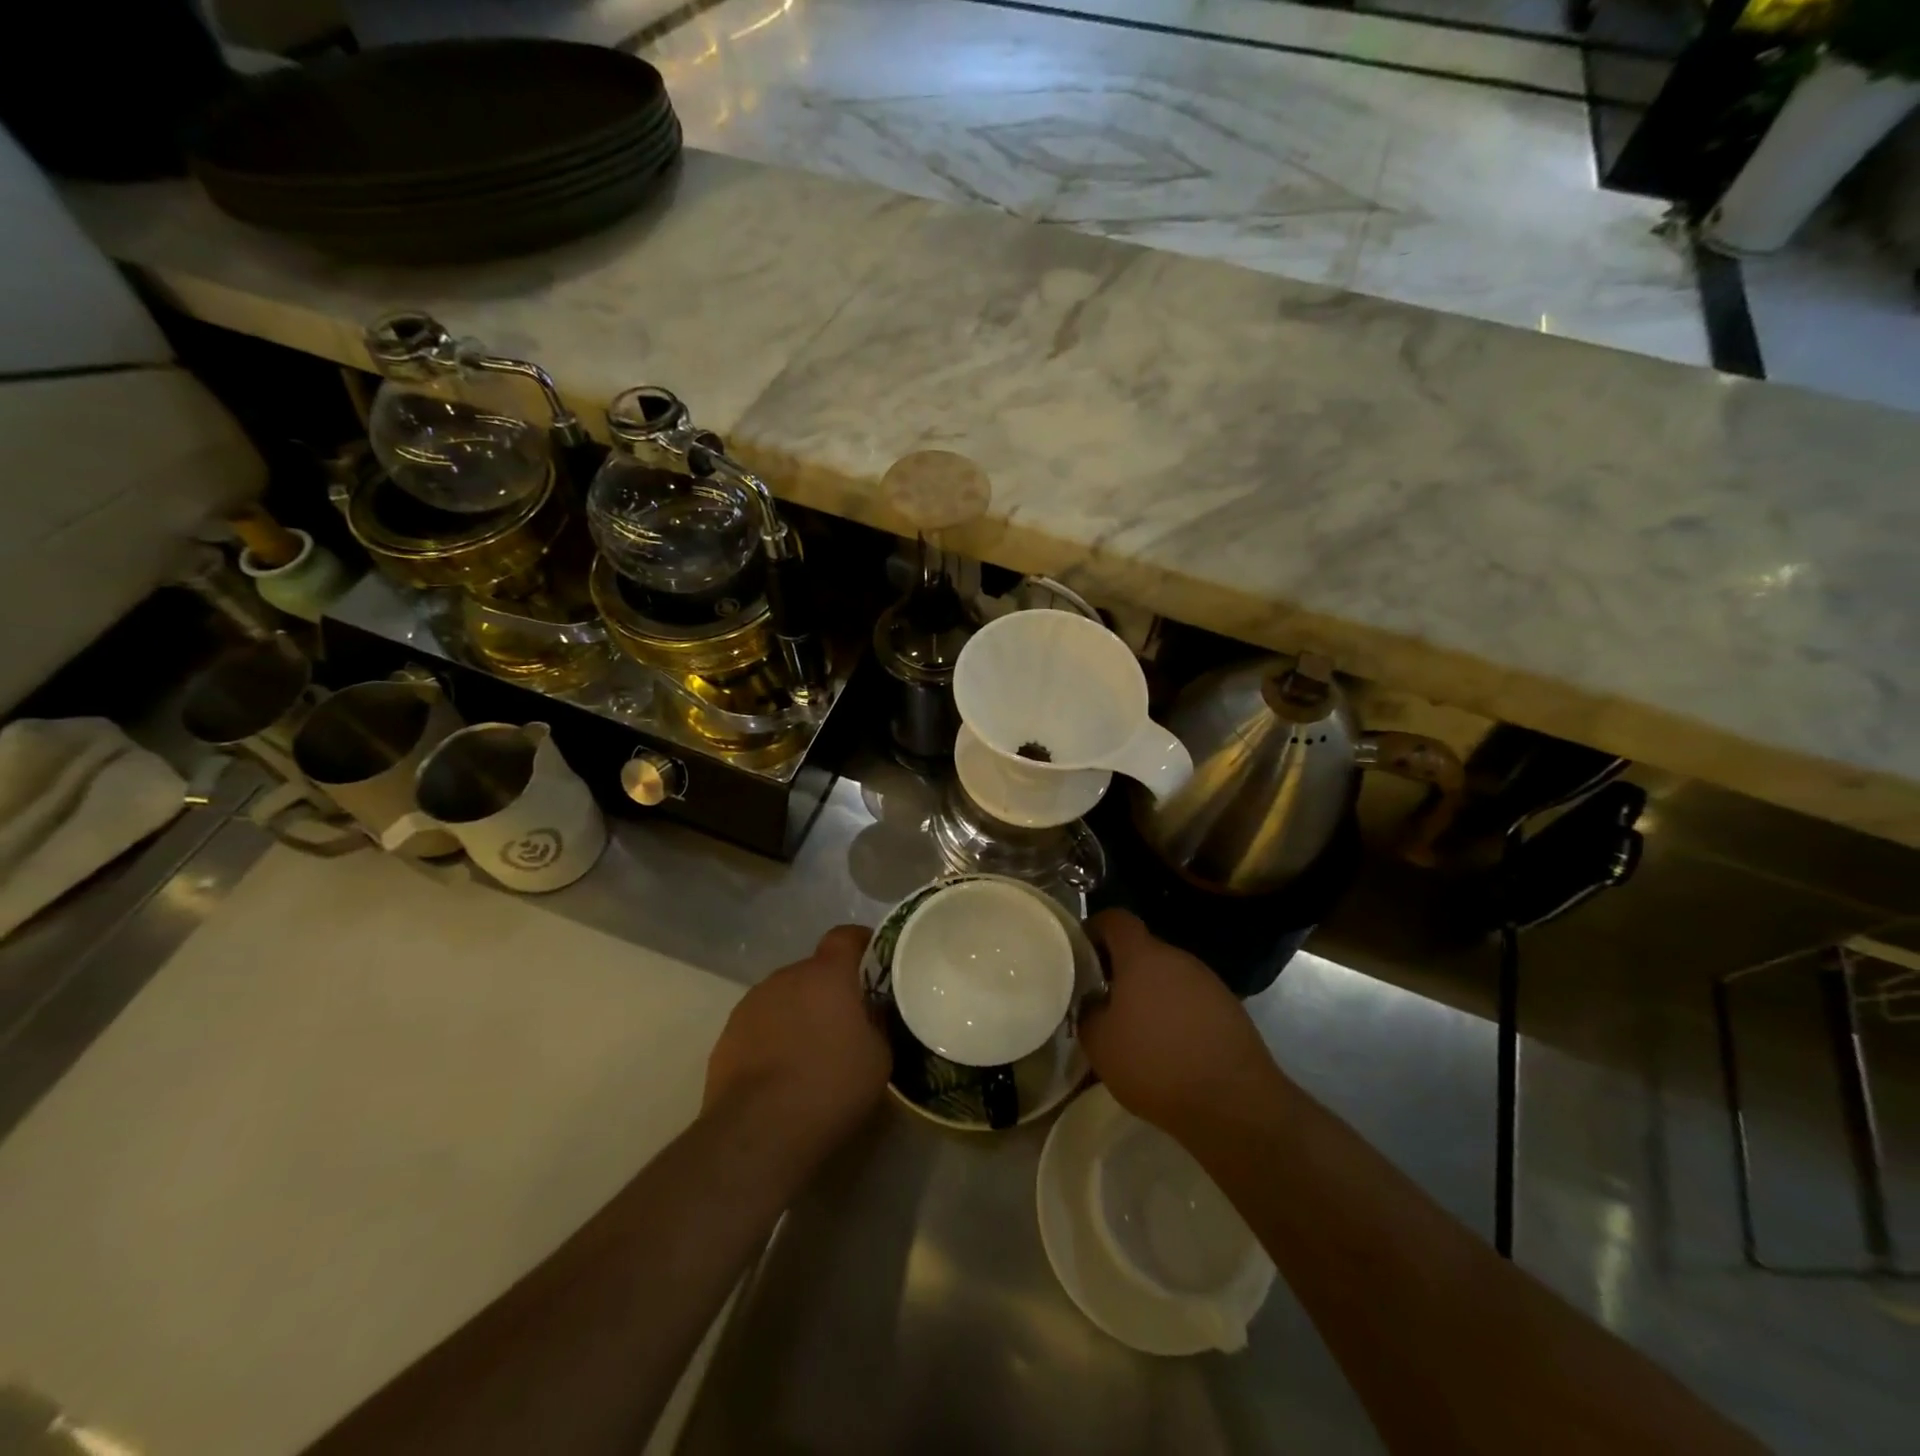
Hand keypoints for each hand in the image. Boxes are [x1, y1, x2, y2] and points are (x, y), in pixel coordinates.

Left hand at [704, 925, 888, 1149]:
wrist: (758, 1131)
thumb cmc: (830, 1086)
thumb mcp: (879, 1057)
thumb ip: (877, 1024)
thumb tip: (871, 1013)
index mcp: (827, 973)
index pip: (845, 936)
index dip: (860, 944)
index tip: (873, 962)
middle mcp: (786, 977)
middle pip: (813, 971)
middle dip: (829, 990)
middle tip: (845, 1023)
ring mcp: (751, 1004)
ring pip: (784, 998)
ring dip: (798, 1014)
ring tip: (809, 1054)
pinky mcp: (726, 1036)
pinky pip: (760, 1026)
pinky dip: (772, 1039)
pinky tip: (780, 1075)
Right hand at [1078, 910, 1279, 1136]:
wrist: (1234, 1102)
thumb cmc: (1155, 1064)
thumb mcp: (1099, 1043)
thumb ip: (1088, 1012)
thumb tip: (1093, 1001)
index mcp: (1142, 956)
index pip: (1115, 919)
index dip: (1094, 928)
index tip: (1081, 953)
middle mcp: (1178, 958)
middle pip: (1143, 948)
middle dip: (1121, 968)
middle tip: (1103, 999)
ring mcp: (1208, 981)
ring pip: (1169, 975)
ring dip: (1150, 992)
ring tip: (1137, 1028)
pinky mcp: (1230, 1008)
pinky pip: (1191, 999)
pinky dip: (1176, 1013)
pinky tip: (1171, 1047)